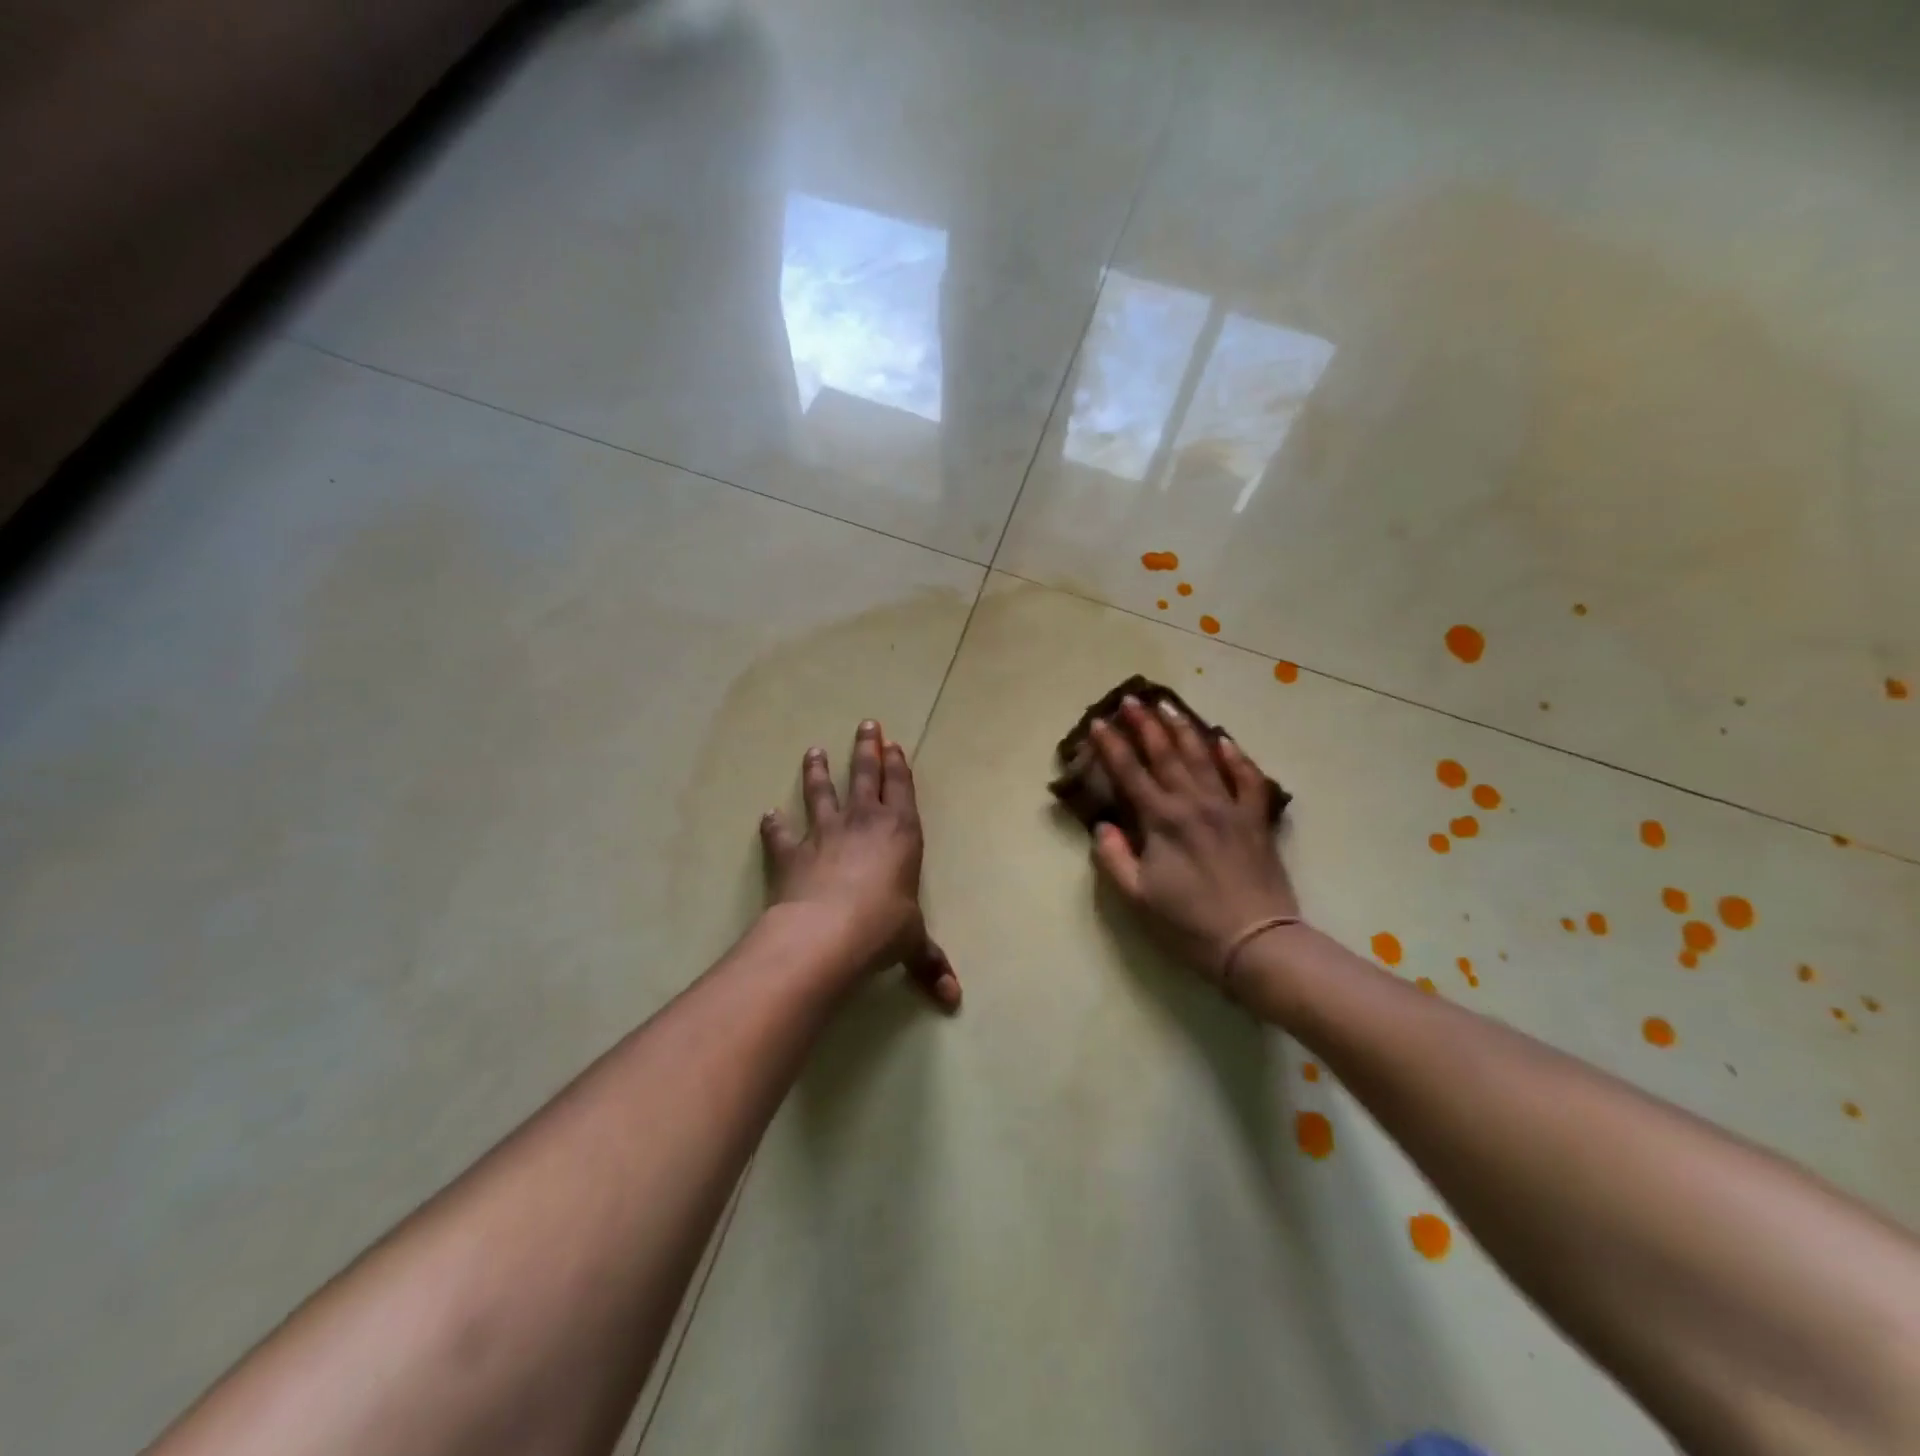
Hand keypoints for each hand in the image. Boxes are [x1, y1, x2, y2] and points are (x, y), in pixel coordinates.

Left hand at [760, 721, 960, 1010]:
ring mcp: (824, 835)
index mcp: (900, 834)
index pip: (900, 789)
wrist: (827, 935)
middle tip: (866, 724)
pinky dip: (773, 826)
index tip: (892, 743)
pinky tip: (768, 816)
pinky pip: (781, 835)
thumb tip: (953, 1000)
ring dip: (818, 772)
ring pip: (821, 793)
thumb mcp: (912, 945)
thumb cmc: (882, 930)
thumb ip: (930, 963)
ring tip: (813, 751)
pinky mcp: (791, 854)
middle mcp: (863, 824)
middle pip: (865, 776)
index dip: (897, 765)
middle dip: (866, 750)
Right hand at [1088, 696, 1299, 982]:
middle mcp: (1194, 803)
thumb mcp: (1137, 897)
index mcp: (1162, 821)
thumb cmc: (1189, 924)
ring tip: (1168, 706)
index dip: (1111, 746)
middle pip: (1166, 754)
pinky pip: (1248, 778)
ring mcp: (1229, 807)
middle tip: (1131, 700)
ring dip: (1184, 729)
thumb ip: (1114, 858)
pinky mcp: (1256, 819)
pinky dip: (1236, 756)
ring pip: (1203, 757)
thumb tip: (1104, 825)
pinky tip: (1224, 740)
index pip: (1130, 773)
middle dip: (1145, 725)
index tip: (1098, 722)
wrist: (1256, 942)